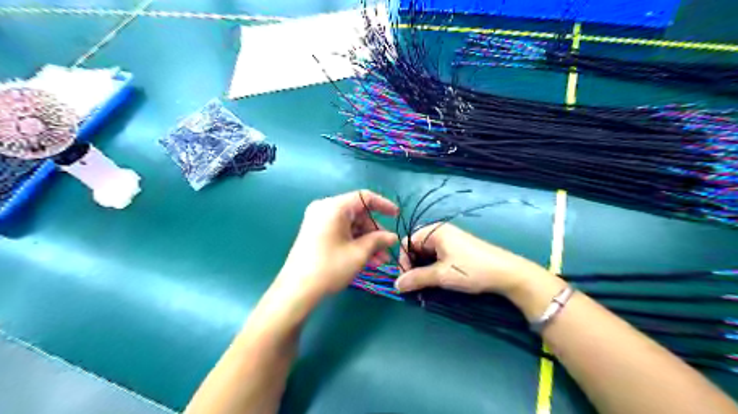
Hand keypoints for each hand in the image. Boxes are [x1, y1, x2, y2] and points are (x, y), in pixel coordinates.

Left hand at [277, 189, 400, 301]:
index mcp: (334, 207)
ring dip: (367, 241)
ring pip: (350, 226)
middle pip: (358, 214)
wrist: (296, 290)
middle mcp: (325, 209)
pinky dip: (354, 243)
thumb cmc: (330, 267)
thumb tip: (392, 237)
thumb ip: (378, 240)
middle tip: (387, 249)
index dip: (384, 205)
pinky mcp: (316, 233)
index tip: (397, 216)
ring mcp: (318, 221)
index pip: (364, 197)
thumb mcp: (359, 253)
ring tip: (380, 261)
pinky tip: (367, 260)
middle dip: (375, 232)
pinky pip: (341, 232)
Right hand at [398, 225, 545, 296]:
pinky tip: (438, 279)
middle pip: (416, 246)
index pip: (407, 242)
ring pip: (427, 253)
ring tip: (427, 284)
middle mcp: (441, 232)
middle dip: (413, 265)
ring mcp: (450, 240)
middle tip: (416, 283)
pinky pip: (438, 255)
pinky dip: (434, 267)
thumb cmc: (471, 270)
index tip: (407, 279)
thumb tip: (395, 285)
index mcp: (435, 231)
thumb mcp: (441, 275)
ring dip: (423, 268)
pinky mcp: (458, 249)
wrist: (507, 274)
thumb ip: (416, 278)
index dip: (403, 260)